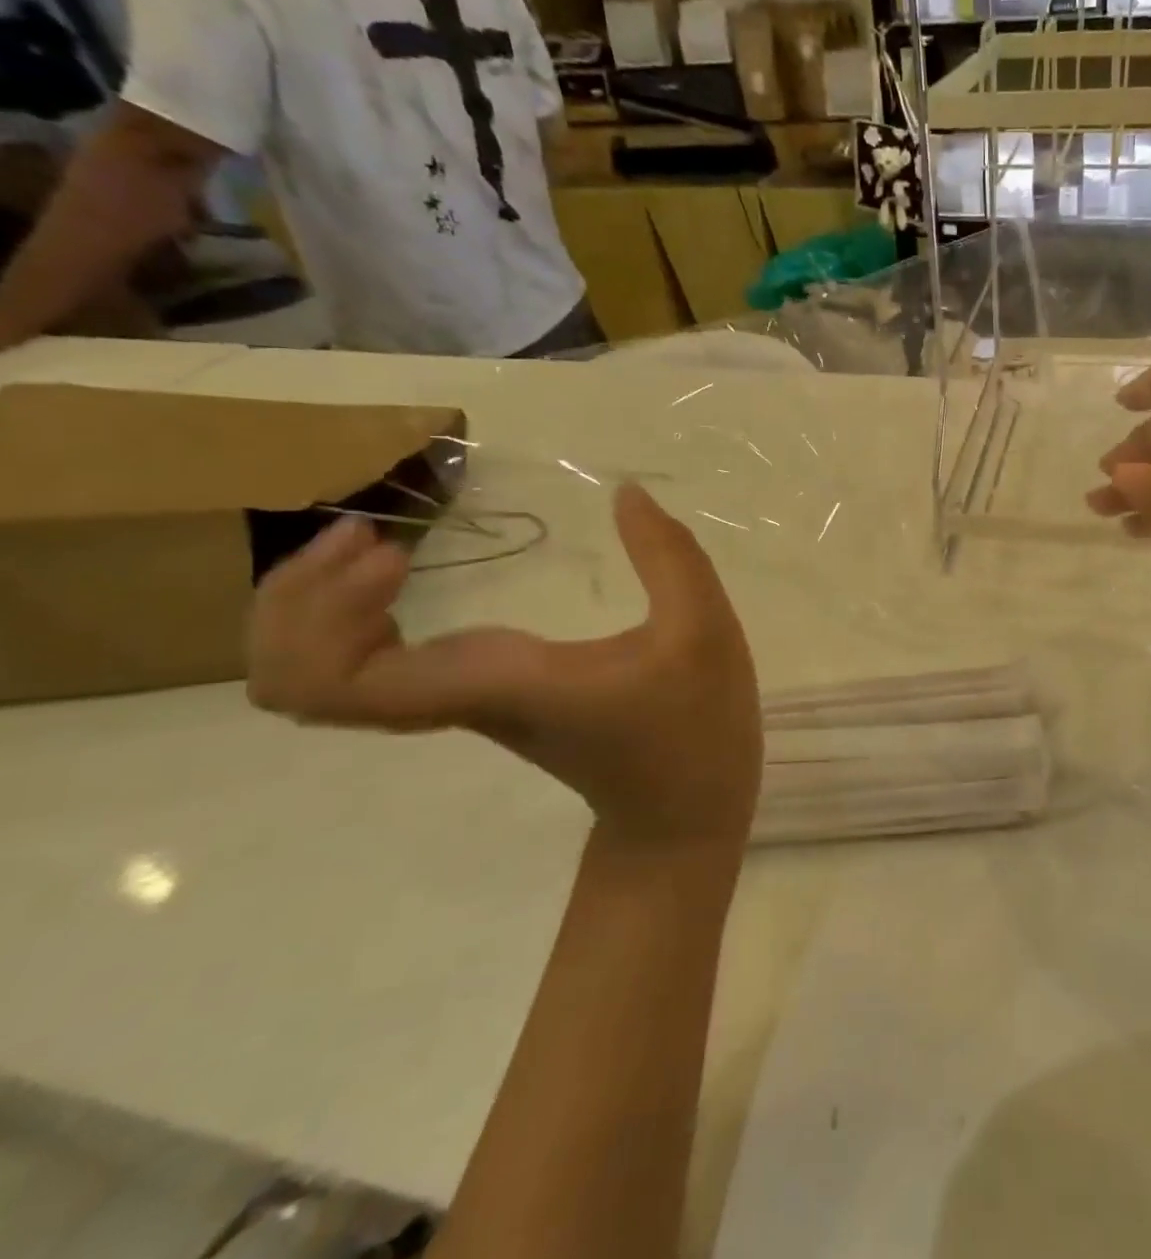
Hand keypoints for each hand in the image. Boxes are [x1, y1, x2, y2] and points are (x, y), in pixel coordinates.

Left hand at [247, 484, 762, 858]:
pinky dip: (351, 622)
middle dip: (297, 598)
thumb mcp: (703, 632)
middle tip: (373, 536)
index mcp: (493, 685)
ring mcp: (457, 701)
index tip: (396, 551)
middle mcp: (454, 697)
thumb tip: (625, 492)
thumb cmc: (693, 728)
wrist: (682, 812)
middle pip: (294, 678)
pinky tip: (398, 578)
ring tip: (377, 547)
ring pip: (316, 678)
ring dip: (314, 608)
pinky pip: (364, 670)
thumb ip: (669, 556)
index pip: (335, 680)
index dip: (326, 608)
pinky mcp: (473, 696)